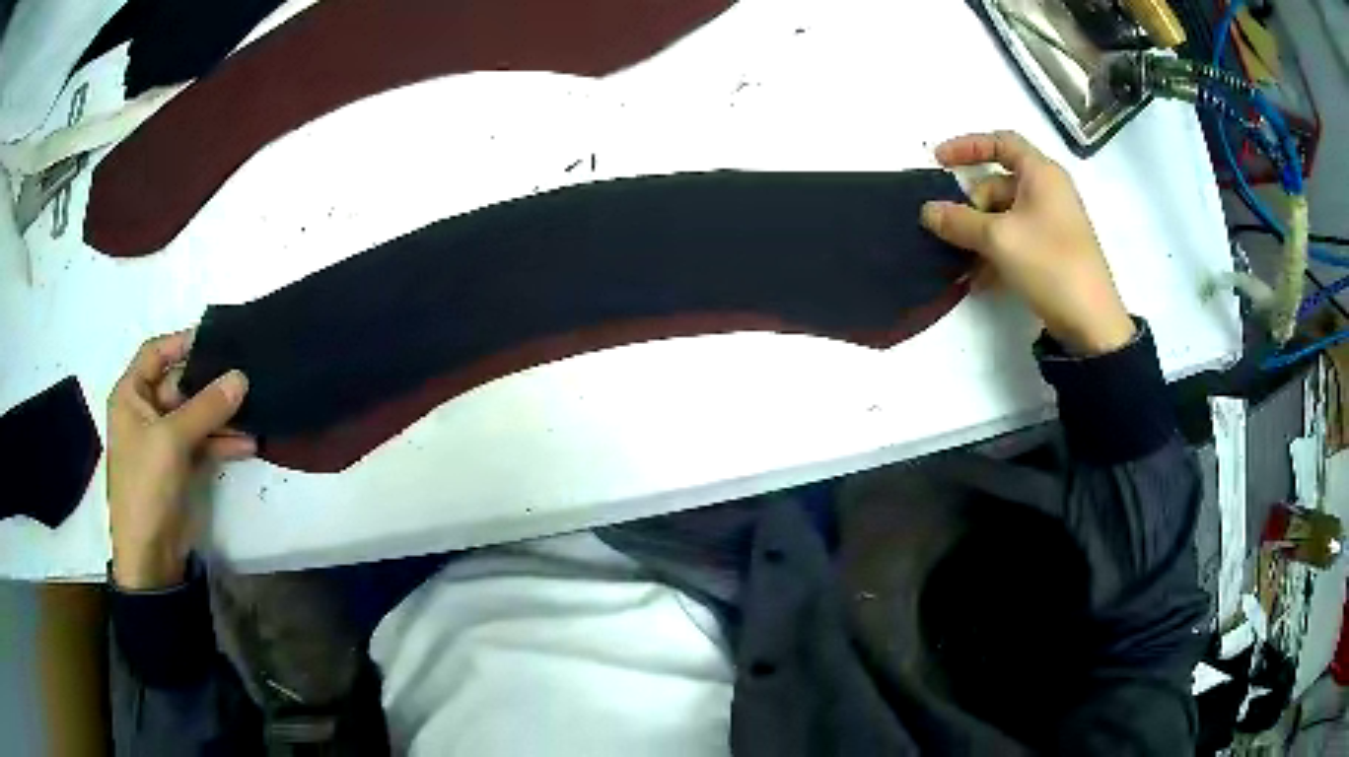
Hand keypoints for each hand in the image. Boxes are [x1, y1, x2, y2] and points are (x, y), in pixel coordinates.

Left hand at [107, 331, 253, 589]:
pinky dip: (224, 442)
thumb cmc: (145, 485)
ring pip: (197, 414)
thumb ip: (206, 406)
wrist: (150, 555)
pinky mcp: (181, 465)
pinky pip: (205, 443)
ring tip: (255, 409)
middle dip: (211, 382)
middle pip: (181, 383)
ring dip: (223, 415)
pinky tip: (249, 443)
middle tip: (246, 374)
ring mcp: (165, 440)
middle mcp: (146, 411)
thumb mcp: (171, 440)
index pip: (155, 352)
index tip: (218, 338)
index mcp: (131, 396)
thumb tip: (241, 376)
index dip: (182, 341)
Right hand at [919, 131, 1135, 354]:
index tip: (938, 161)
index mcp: (1041, 174)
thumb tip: (927, 210)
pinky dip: (995, 253)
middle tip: (954, 230)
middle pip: (998, 184)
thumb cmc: (1049, 264)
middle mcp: (1048, 191)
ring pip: (1004, 216)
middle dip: (972, 205)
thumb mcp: (998, 239)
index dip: (967, 146)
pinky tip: (980, 281)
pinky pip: (1016, 240)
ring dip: (979, 235)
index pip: (1001, 142)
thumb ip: (959, 221)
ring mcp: (1052, 223)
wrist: (1092, 322)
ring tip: (962, 263)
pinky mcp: (1052, 251)